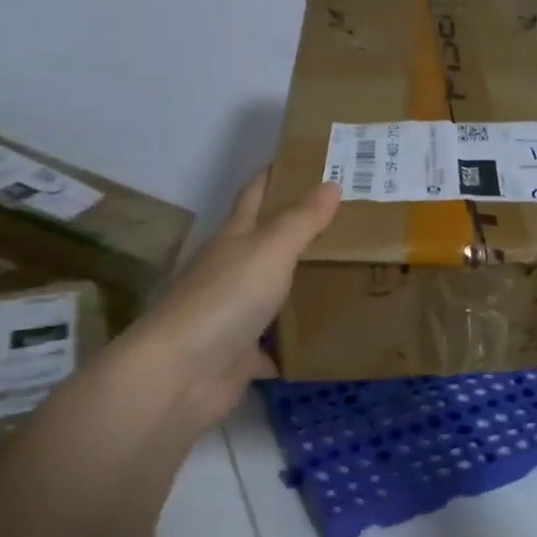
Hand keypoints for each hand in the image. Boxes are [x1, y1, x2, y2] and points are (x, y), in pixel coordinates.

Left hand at [127, 171, 340, 430]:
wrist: (182, 375)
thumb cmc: (226, 298)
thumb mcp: (270, 250)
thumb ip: (301, 220)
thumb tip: (330, 183)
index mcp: (234, 238)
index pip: (256, 194)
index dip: (278, 175)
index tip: (310, 161)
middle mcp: (232, 271)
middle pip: (270, 245)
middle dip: (304, 232)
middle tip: (354, 223)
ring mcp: (235, 315)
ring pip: (276, 296)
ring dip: (305, 289)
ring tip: (355, 277)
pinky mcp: (242, 356)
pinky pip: (278, 346)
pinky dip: (299, 344)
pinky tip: (331, 339)